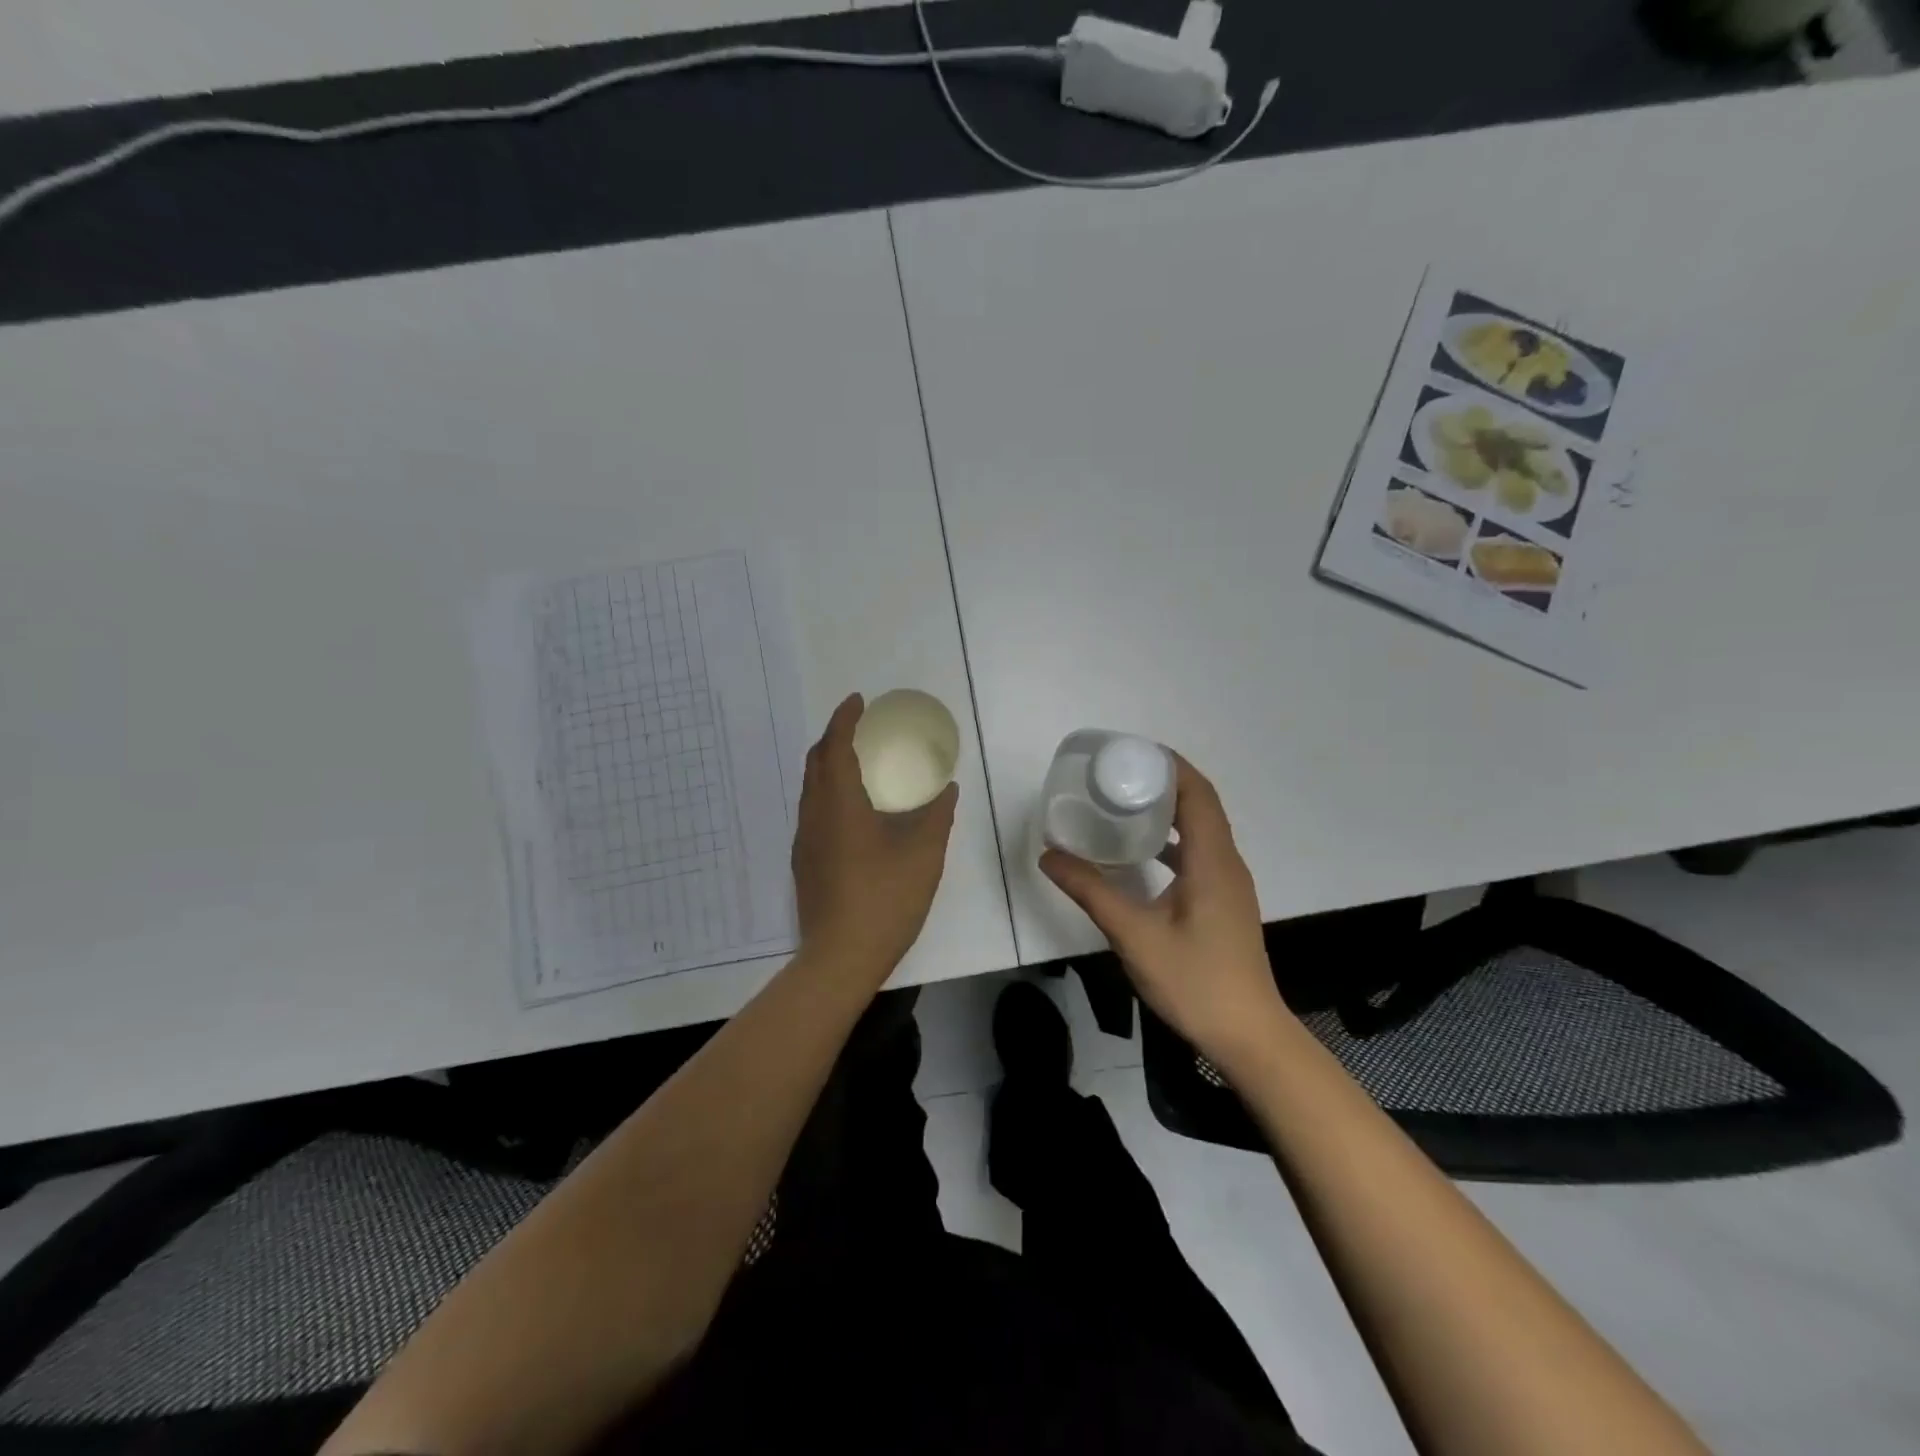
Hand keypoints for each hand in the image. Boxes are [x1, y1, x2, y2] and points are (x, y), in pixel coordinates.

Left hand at [792, 693, 958, 981]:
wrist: (840, 958)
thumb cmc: (885, 900)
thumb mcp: (923, 854)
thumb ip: (936, 815)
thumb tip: (947, 788)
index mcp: (839, 804)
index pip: (835, 746)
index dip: (844, 719)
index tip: (858, 701)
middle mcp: (814, 816)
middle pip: (816, 762)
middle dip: (834, 737)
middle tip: (861, 729)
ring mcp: (805, 841)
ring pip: (811, 789)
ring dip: (829, 765)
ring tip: (858, 764)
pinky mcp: (805, 863)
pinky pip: (813, 811)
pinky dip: (828, 793)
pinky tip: (853, 812)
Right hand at [1041, 754, 1292, 1073]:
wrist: (1248, 1035)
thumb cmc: (1194, 980)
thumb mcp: (1134, 934)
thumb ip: (1091, 891)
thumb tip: (1049, 856)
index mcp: (1212, 860)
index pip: (1198, 793)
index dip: (1170, 765)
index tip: (1131, 753)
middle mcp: (1226, 863)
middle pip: (1201, 805)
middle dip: (1164, 783)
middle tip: (1117, 776)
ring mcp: (1229, 885)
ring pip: (1202, 831)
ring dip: (1169, 812)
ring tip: (1124, 806)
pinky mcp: (1225, 903)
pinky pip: (1199, 855)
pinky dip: (1172, 842)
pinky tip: (1141, 857)